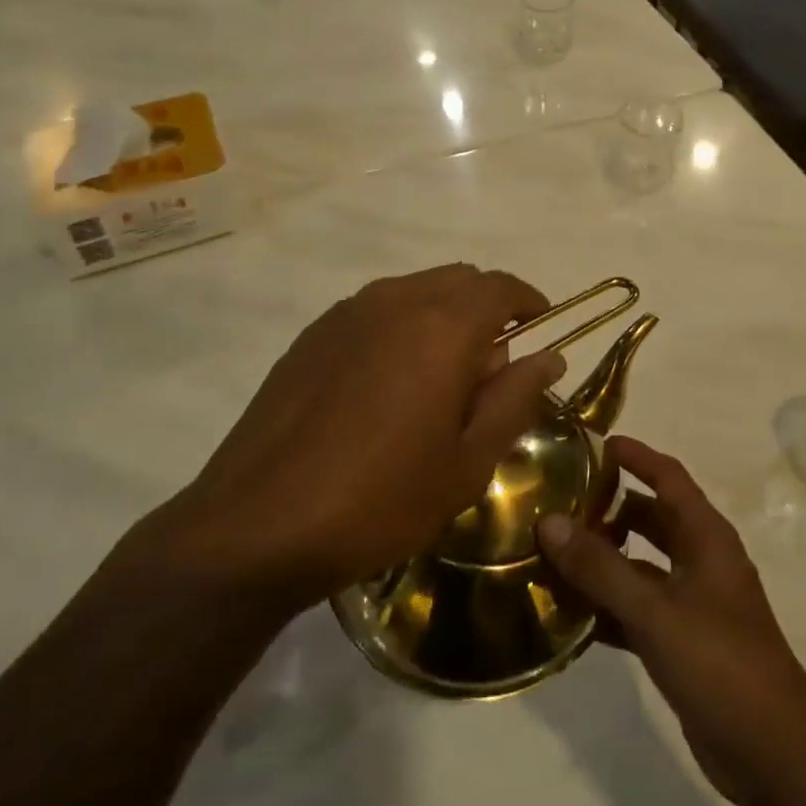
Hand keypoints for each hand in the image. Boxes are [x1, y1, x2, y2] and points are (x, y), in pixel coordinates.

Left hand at [137, 264, 563, 614]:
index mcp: (444, 326)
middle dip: (487, 309)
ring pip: (417, 290)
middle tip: (490, 368)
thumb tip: (549, 356)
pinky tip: (386, 384)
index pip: (501, 286)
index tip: (540, 327)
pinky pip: (376, 309)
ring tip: (438, 379)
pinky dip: (401, 326)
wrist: (256, 525)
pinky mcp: (315, 332)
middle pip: (460, 280)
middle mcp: (398, 300)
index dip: (528, 301)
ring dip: (444, 316)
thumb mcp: (466, 463)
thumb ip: (514, 399)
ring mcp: (350, 311)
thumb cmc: (380, 500)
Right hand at [538, 437, 805, 805]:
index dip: (635, 455)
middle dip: (610, 508)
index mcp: (706, 535)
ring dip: (605, 561)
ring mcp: (694, 602)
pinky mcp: (685, 642)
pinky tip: (570, 614)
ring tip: (553, 555)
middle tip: (561, 503)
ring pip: (642, 565)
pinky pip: (640, 609)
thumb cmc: (719, 661)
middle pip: (651, 518)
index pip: (667, 476)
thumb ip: (600, 567)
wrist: (774, 753)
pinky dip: (610, 607)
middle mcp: (702, 559)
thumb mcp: (654, 610)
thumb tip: (549, 521)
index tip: (594, 443)